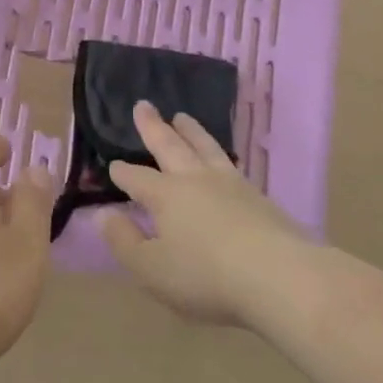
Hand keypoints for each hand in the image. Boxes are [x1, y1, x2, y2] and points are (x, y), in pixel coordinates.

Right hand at [100, 102, 316, 329]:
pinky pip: (231, 164)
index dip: (123, 172)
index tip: (113, 164)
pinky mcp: (259, 197)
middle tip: (143, 105)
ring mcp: (231, 185)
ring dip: (191, 131)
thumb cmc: (205, 276)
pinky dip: (219, 153)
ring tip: (182, 117)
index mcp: (166, 196)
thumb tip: (103, 215)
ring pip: (205, 147)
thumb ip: (124, 241)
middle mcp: (196, 181)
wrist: (280, 276)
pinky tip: (222, 159)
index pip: (137, 179)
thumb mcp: (151, 268)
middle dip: (154, 127)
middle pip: (170, 147)